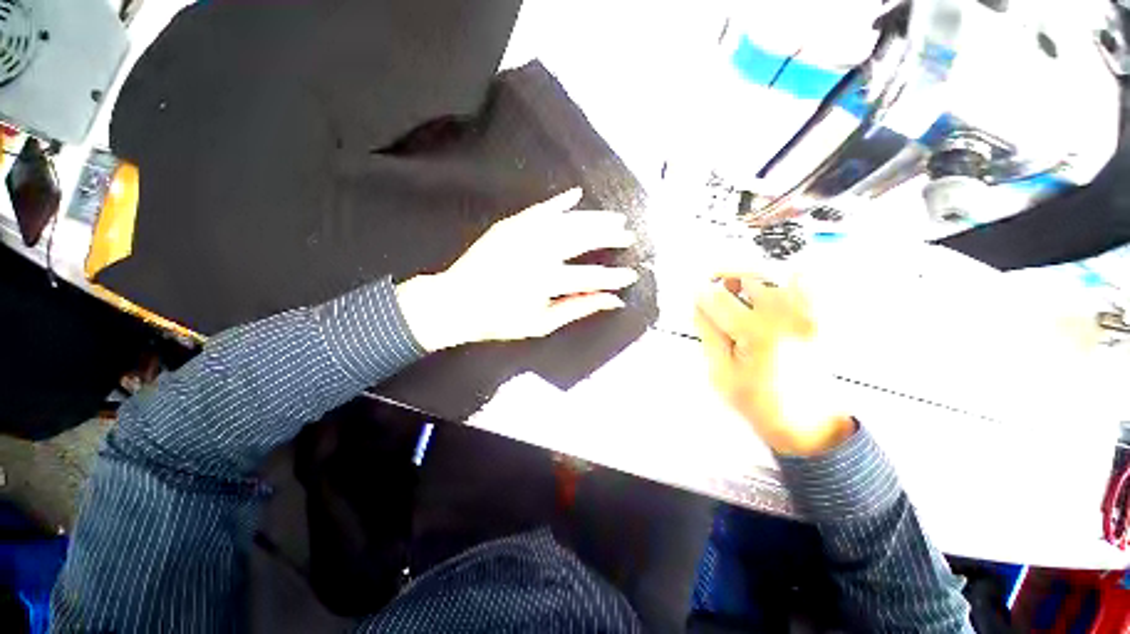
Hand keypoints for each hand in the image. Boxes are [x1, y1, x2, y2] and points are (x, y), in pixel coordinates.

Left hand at [396, 189, 638, 350]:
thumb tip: (612, 300)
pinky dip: (560, 202)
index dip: (614, 277)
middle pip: (583, 239)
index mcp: (546, 280)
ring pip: (568, 220)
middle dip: (610, 236)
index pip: (591, 276)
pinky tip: (576, 195)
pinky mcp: (511, 225)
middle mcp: (539, 251)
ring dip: (594, 218)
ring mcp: (524, 234)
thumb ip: (579, 308)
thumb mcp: (542, 323)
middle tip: (629, 236)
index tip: (631, 276)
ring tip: (615, 218)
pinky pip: (541, 209)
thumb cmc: (500, 319)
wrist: (456, 301)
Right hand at [694, 274, 854, 455]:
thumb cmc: (764, 405)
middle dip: (725, 274)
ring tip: (737, 286)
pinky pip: (807, 285)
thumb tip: (699, 308)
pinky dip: (785, 278)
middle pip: (749, 276)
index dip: (700, 292)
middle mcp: (786, 319)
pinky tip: (770, 289)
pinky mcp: (819, 321)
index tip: (693, 291)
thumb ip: (708, 335)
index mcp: (757, 334)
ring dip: (751, 276)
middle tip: (712, 280)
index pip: (719, 299)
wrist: (807, 425)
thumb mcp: (721, 374)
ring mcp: (807, 317)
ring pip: (776, 275)